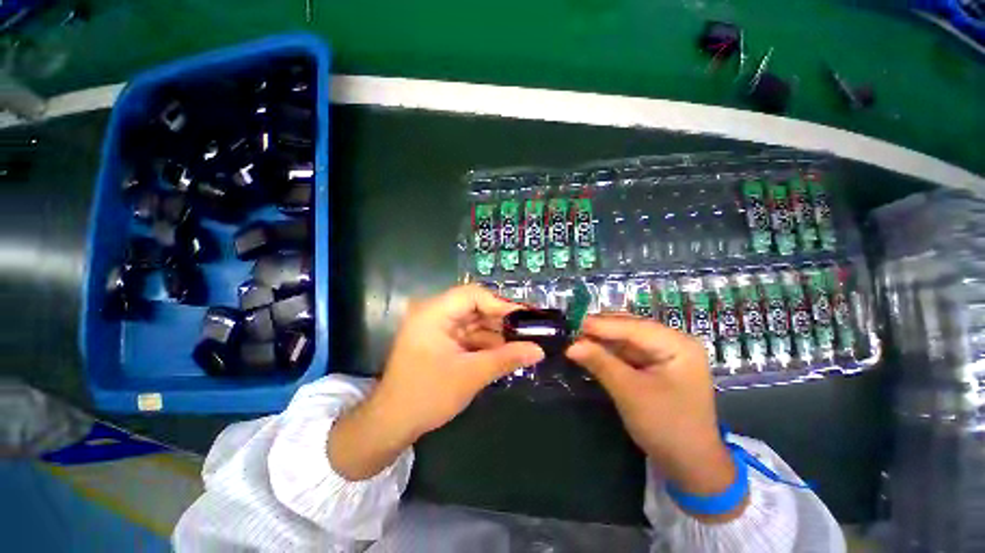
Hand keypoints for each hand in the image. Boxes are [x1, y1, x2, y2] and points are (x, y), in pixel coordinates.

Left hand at [329, 285, 543, 479]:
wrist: (392, 423)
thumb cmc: (428, 396)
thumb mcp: (471, 375)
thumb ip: (506, 359)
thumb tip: (538, 350)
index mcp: (434, 313)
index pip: (473, 295)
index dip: (500, 303)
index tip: (525, 317)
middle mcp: (434, 313)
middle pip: (474, 307)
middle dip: (501, 320)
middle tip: (528, 330)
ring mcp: (436, 327)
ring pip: (473, 321)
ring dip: (495, 333)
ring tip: (522, 342)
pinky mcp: (440, 340)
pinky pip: (467, 334)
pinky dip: (485, 342)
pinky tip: (504, 352)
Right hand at [566, 315, 743, 519]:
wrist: (690, 466)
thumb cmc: (666, 426)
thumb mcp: (630, 393)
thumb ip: (601, 364)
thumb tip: (571, 346)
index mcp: (678, 345)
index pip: (635, 327)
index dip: (603, 325)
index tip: (575, 322)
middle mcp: (674, 343)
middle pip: (631, 329)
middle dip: (602, 330)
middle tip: (573, 329)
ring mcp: (666, 355)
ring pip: (627, 340)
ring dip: (603, 340)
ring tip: (577, 338)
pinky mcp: (656, 367)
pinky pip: (628, 353)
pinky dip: (610, 352)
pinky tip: (592, 349)